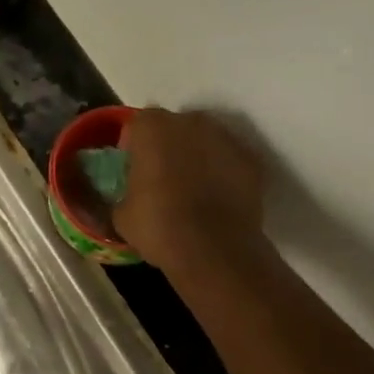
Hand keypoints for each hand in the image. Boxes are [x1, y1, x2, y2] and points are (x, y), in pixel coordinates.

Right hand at [113, 108, 266, 270]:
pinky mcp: (252, 160)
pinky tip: (217, 199)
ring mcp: (225, 138)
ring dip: (198, 157)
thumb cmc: (158, 226)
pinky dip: (223, 173)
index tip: (135, 169)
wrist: (214, 250)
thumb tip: (126, 198)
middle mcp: (190, 122)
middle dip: (169, 146)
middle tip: (163, 177)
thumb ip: (123, 193)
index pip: (139, 125)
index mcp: (152, 127)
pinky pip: (229, 160)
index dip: (136, 146)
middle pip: (175, 127)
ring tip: (193, 190)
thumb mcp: (121, 215)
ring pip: (205, 141)